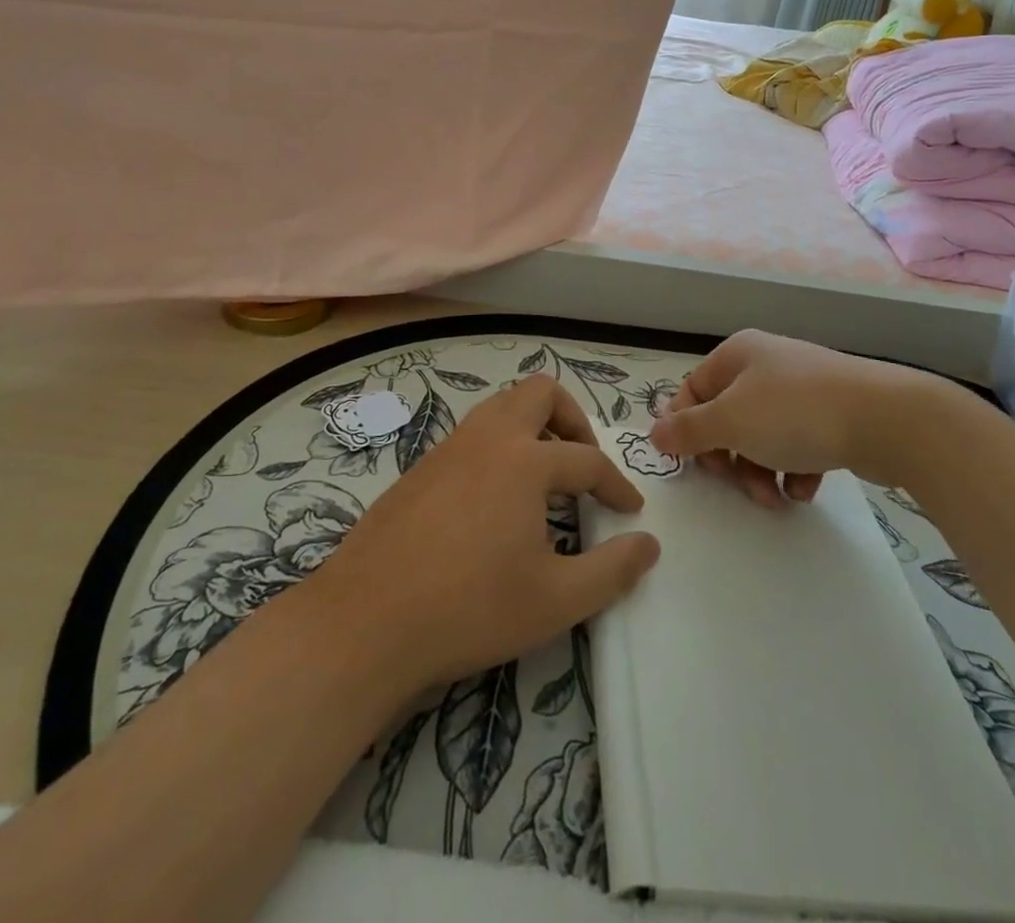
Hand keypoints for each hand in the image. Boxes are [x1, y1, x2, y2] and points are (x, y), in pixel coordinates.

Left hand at [311, 375, 660, 689]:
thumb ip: (611, 571)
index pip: (587, 459)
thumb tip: (648, 544)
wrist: (365, 622)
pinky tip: (495, 500)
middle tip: (582, 463)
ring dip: (532, 428)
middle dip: (572, 419)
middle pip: (540, 393)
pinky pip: (472, 435)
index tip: (630, 511)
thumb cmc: (470, 608)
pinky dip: (498, 448)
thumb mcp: (555, 600)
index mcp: (524, 460)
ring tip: (544, 477)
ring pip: (500, 407)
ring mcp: (448, 448)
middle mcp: (487, 438)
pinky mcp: (420, 467)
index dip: (616, 484)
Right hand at [648, 330, 956, 506]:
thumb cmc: (795, 413)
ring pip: (761, 436)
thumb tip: (654, 433)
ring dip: (759, 471)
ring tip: (776, 497)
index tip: (694, 466)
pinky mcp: (831, 414)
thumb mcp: (730, 421)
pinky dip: (794, 469)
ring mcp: (802, 389)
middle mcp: (766, 365)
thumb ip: (687, 430)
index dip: (686, 430)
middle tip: (739, 483)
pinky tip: (805, 487)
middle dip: (729, 458)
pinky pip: (796, 444)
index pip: (692, 391)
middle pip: (727, 418)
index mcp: (737, 355)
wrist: (888, 419)